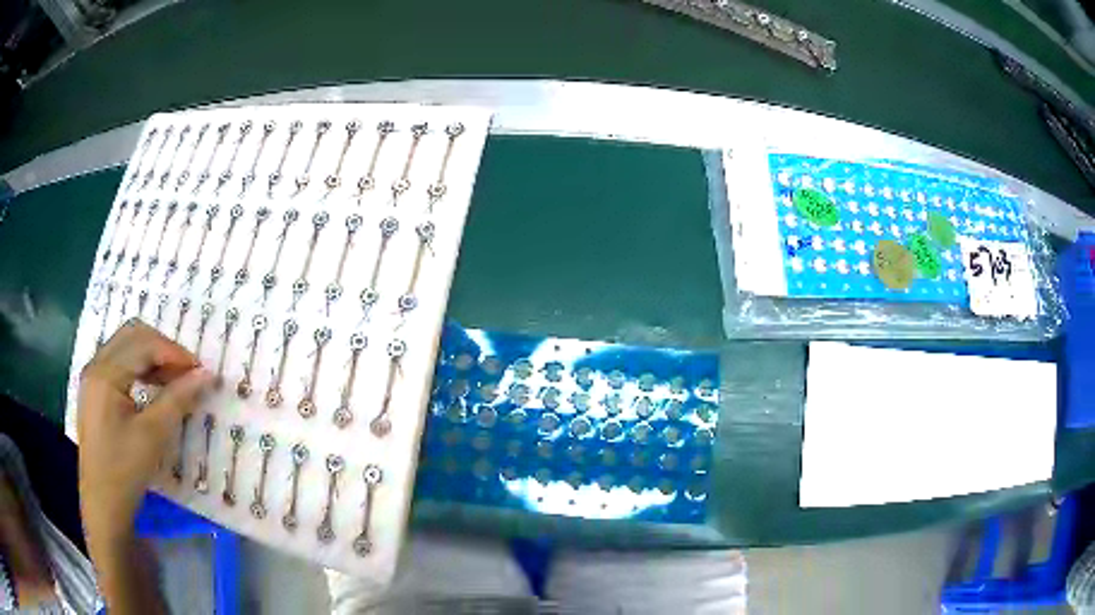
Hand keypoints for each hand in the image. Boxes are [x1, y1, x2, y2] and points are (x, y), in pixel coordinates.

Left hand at [77, 320, 212, 544]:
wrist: (103, 504)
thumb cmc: (125, 471)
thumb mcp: (153, 436)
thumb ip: (177, 399)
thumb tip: (206, 375)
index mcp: (105, 373)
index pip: (143, 344)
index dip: (174, 352)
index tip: (201, 371)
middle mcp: (96, 365)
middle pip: (132, 335)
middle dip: (163, 348)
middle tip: (188, 372)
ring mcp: (92, 377)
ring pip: (125, 347)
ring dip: (152, 357)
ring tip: (175, 380)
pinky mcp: (94, 391)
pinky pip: (119, 364)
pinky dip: (140, 368)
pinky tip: (153, 388)